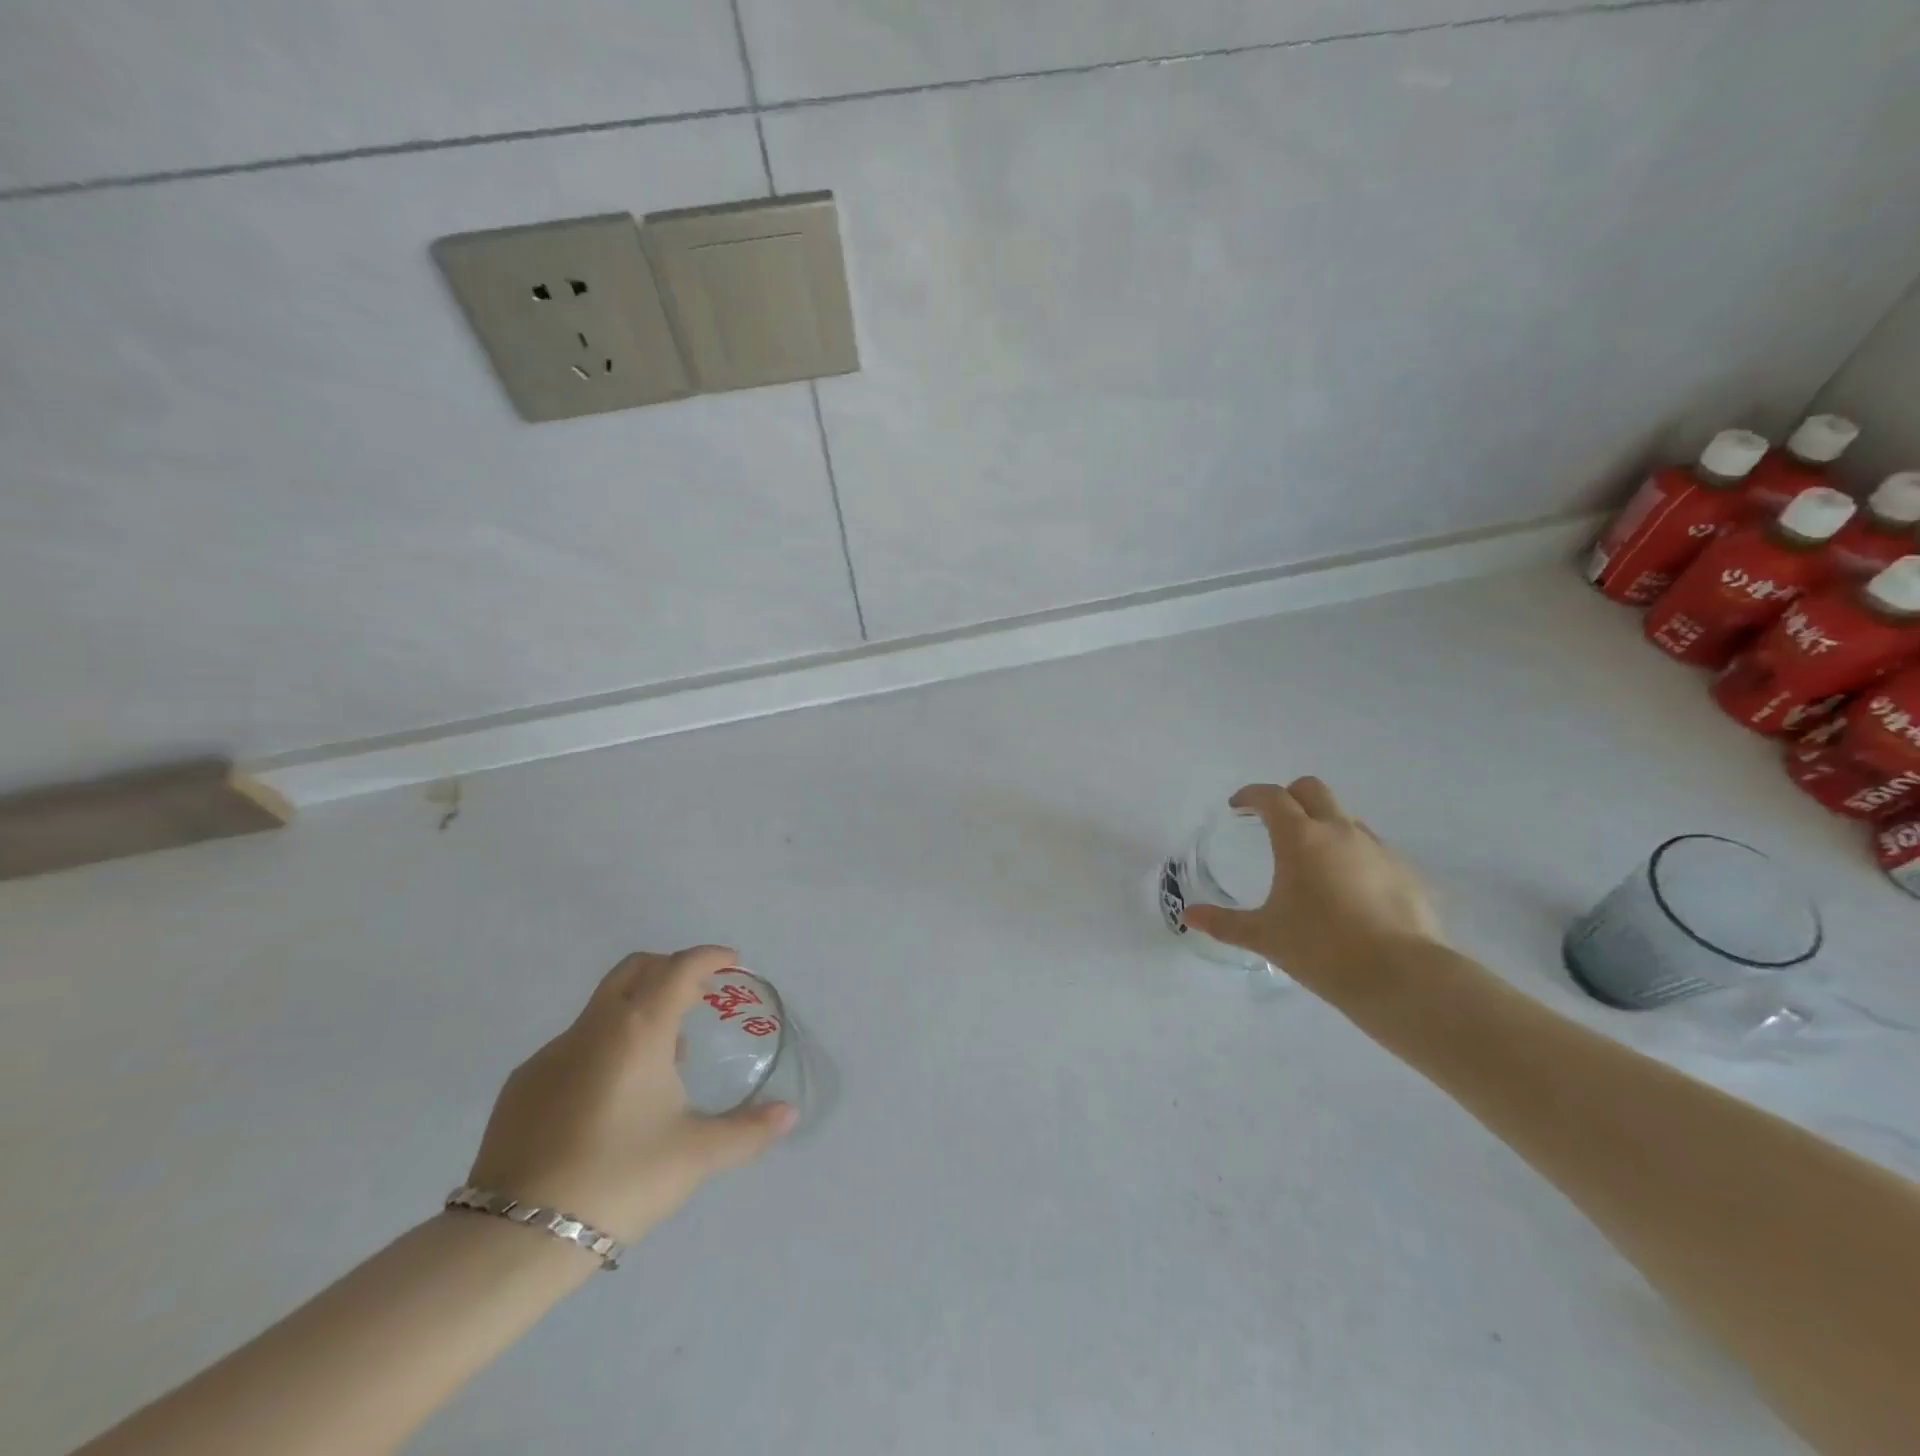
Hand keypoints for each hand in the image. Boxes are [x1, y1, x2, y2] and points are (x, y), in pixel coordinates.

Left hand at [467, 946, 794, 1243]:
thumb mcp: (696, 1155)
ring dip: (637, 1010)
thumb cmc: (621, 1179)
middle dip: (670, 968)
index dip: (709, 957)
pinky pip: (574, 1045)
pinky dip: (604, 1046)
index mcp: (639, 1030)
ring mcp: (551, 1054)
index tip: (731, 962)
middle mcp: (593, 1027)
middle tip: (697, 994)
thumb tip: (789, 1115)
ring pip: (602, 1007)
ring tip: (662, 1056)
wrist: (516, 1237)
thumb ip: (748, 1130)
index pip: (679, 967)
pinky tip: (612, 1096)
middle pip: (635, 969)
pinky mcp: (522, 1085)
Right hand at [1182, 778, 1444, 995]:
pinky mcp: (1405, 871)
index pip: (1272, 796)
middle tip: (1273, 822)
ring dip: (1323, 824)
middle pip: (1312, 790)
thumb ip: (1225, 923)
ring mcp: (1377, 848)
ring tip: (1311, 860)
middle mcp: (1339, 831)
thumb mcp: (1265, 937)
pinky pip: (1371, 847)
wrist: (1403, 977)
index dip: (1251, 795)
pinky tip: (1347, 889)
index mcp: (1300, 838)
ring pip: (1344, 817)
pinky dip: (1351, 853)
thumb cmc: (1323, 949)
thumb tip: (1189, 915)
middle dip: (1289, 796)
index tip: (1238, 806)